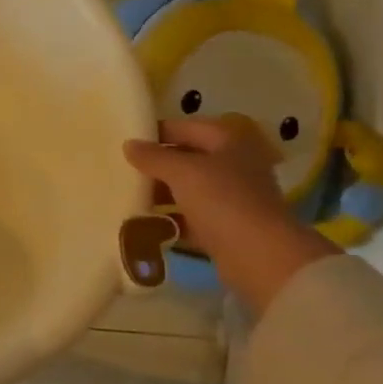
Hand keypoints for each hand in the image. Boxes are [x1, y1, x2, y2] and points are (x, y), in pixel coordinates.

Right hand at [124, 115, 335, 313]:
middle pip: (187, 158)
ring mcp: (232, 197)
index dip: (156, 133)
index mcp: (229, 141)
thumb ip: (153, 157)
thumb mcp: (182, 172)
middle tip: (122, 171)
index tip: (125, 142)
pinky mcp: (226, 226)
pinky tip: (144, 224)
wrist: (260, 256)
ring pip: (188, 189)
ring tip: (128, 197)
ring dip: (161, 193)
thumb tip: (129, 145)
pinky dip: (170, 219)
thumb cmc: (223, 200)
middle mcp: (234, 165)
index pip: (186, 127)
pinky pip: (191, 217)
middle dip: (156, 165)